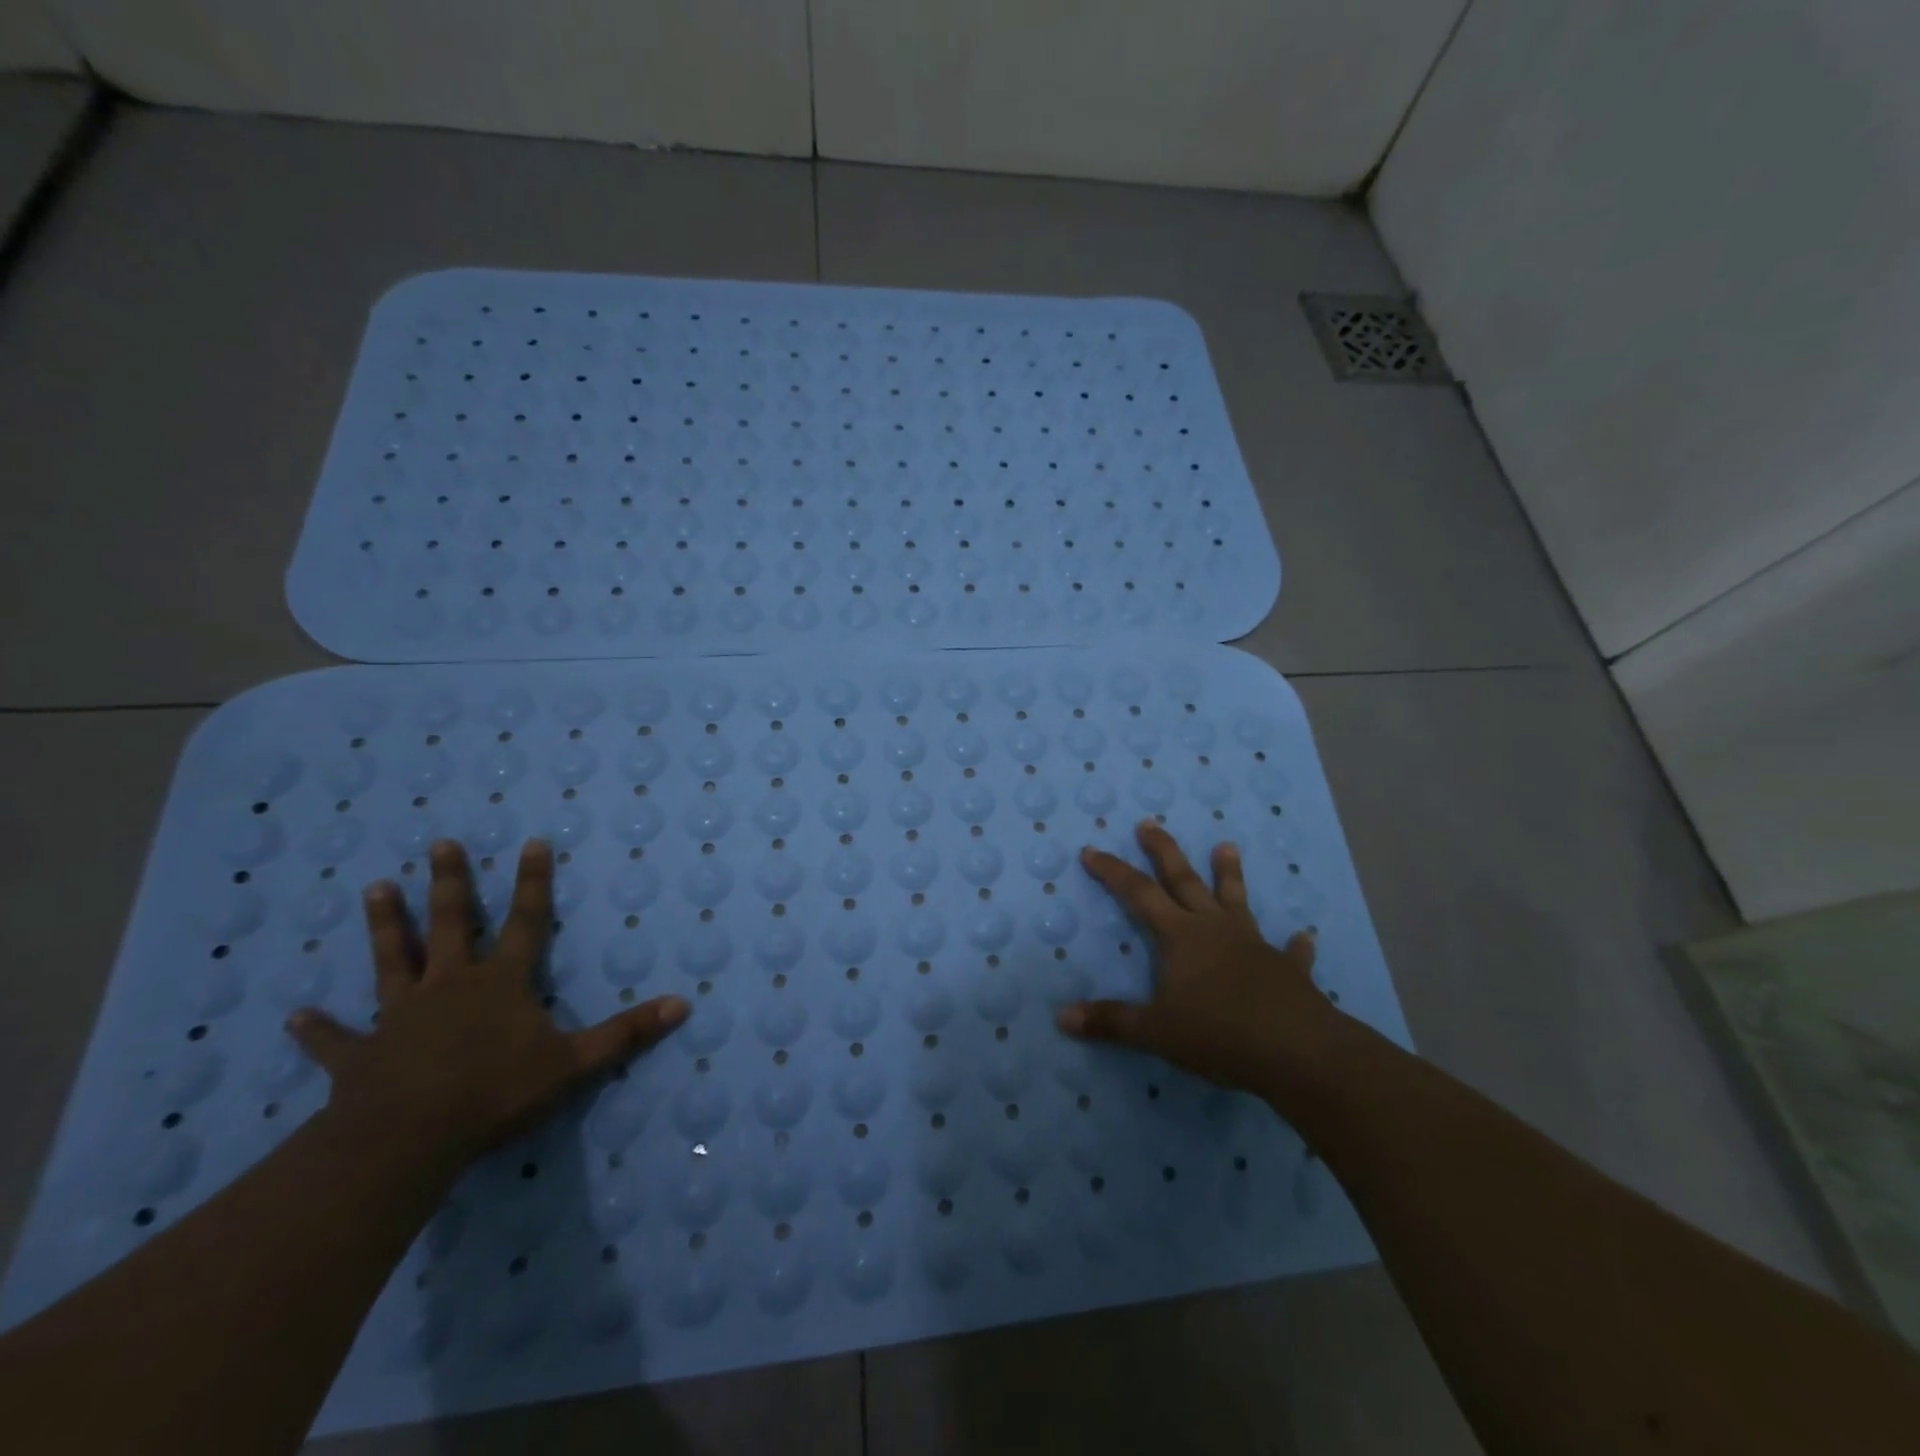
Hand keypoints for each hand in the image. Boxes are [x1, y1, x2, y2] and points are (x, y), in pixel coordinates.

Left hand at [287, 839, 689, 1169]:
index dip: (532, 882)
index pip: (526, 921)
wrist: (408, 1139)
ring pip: (392, 961)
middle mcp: (451, 986)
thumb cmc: (496, 1093)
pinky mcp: (362, 1055)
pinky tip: (297, 1016)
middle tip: (440, 844)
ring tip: (374, 889)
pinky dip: (319, 1029)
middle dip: (449, 883)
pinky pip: (338, 1039)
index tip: (531, 842)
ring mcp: (401, 1016)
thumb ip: (627, 1033)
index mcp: (501, 983)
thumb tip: (684, 1004)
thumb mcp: (575, 1063)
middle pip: (451, 924)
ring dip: (385, 927)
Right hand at [1055, 820, 1347, 1102]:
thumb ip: (1111, 1021)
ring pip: (1236, 900)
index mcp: (1181, 936)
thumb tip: (1063, 1017)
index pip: (1138, 894)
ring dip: (1229, 874)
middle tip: (1149, 823)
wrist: (1298, 1050)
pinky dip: (1294, 945)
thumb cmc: (1220, 1033)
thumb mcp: (1156, 1032)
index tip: (1091, 850)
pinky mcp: (1287, 969)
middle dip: (1163, 851)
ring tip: (1226, 846)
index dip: (1113, 871)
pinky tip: (1303, 938)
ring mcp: (1254, 944)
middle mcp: (1215, 929)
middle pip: (1184, 880)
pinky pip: (1290, 952)